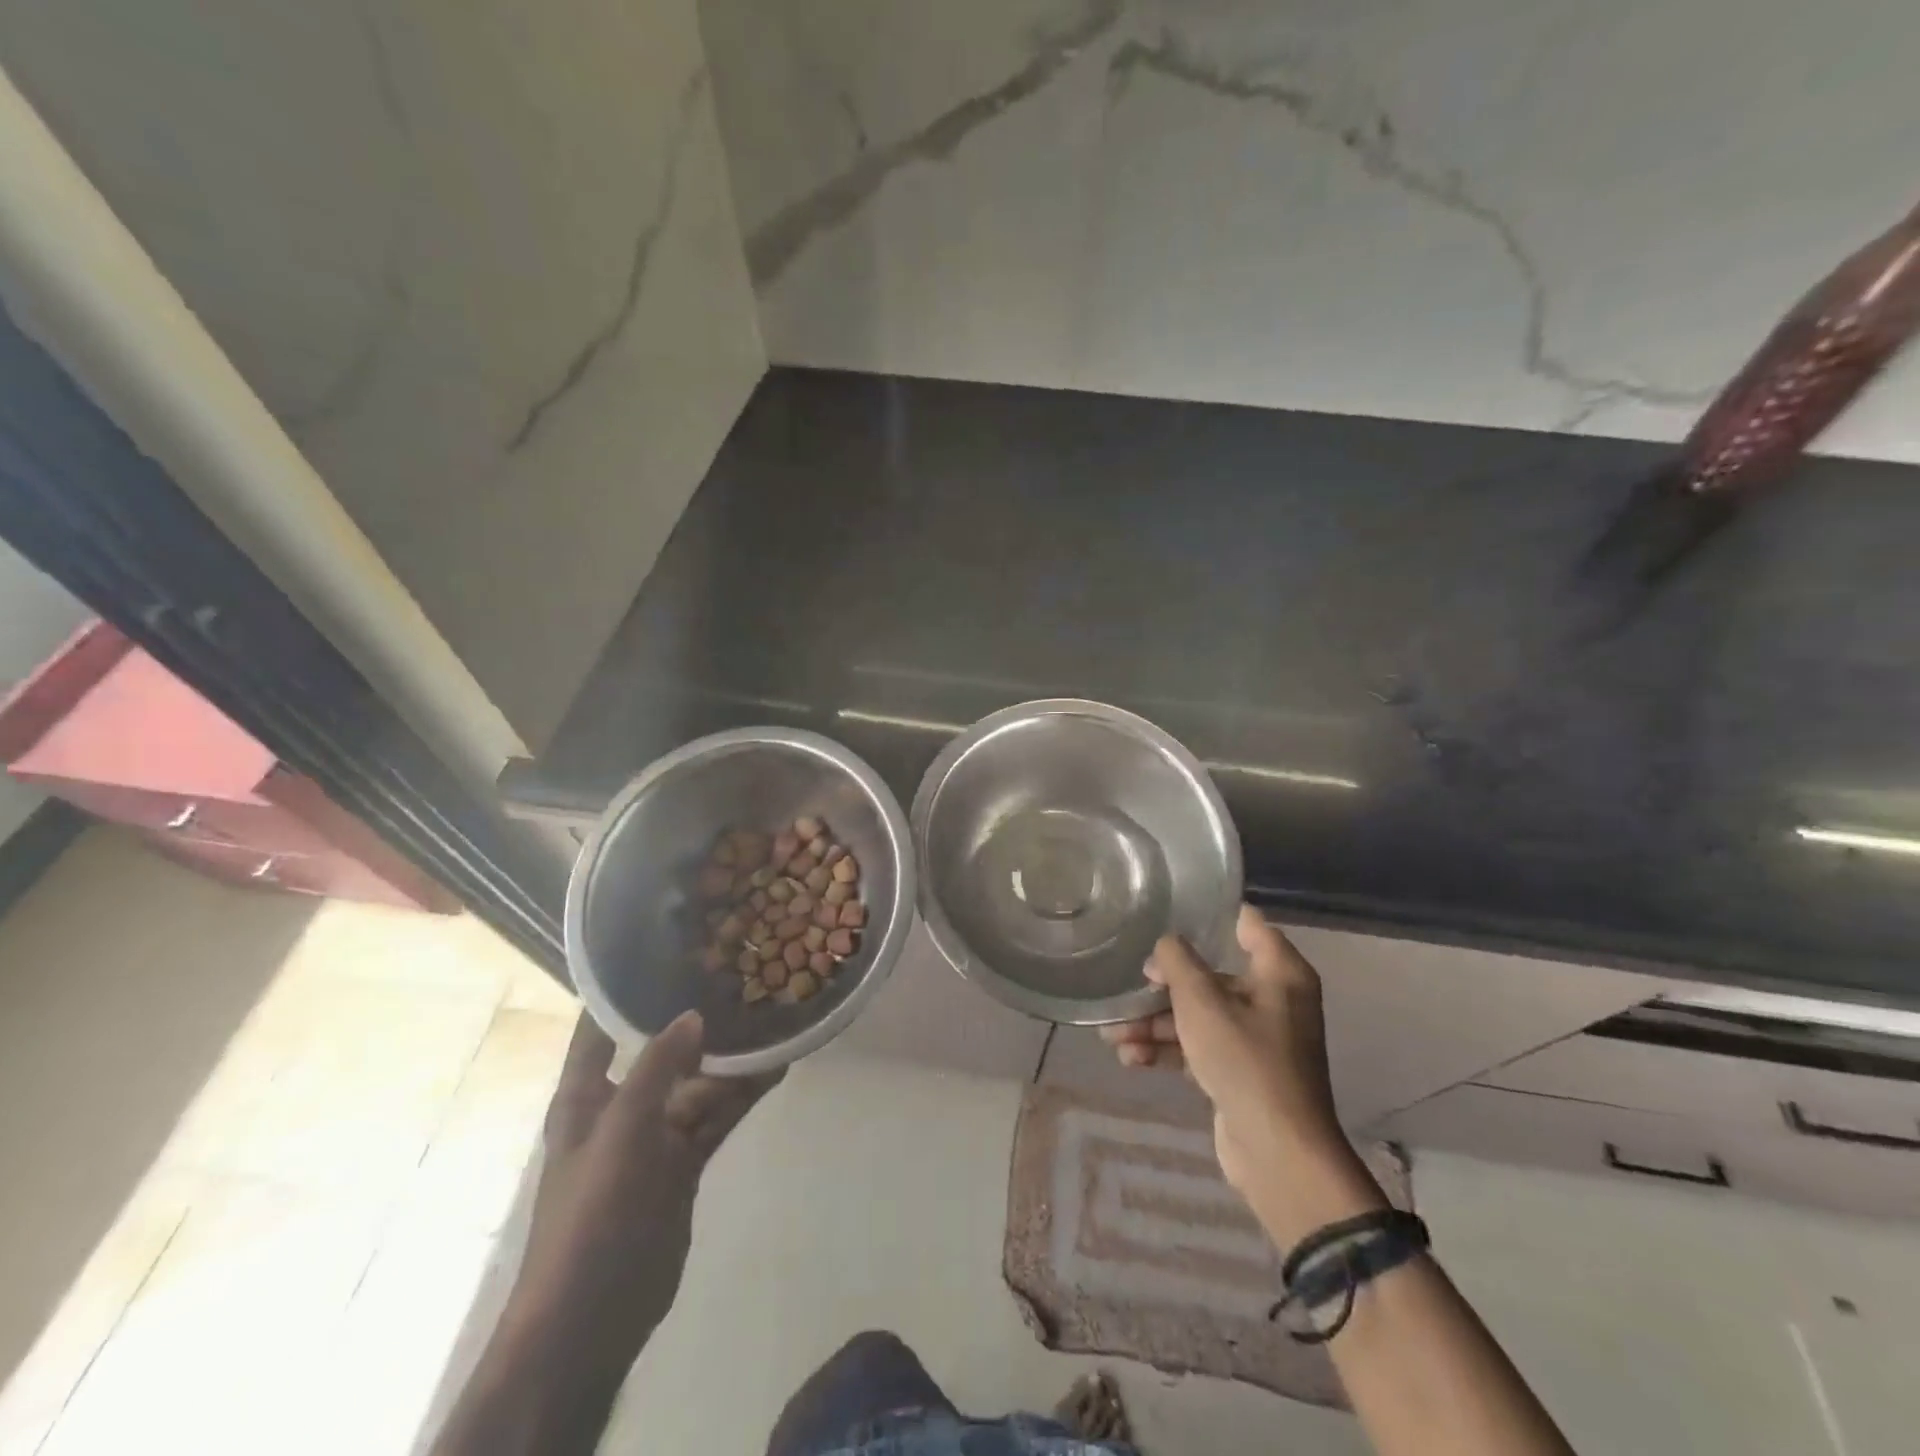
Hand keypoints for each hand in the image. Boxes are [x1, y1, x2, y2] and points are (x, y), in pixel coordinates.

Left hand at [500, 1011, 780, 1383]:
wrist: (593, 1316)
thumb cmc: (590, 1214)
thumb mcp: (619, 1131)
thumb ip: (657, 1069)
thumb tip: (695, 1014)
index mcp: (585, 1095)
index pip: (598, 1027)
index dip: (623, 990)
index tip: (663, 947)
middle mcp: (620, 1106)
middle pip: (661, 1051)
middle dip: (694, 1019)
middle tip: (738, 975)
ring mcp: (655, 1136)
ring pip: (698, 1083)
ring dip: (730, 1058)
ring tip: (770, 1015)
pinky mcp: (684, 1163)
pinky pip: (717, 1117)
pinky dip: (743, 1094)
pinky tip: (777, 1067)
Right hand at [1101, 906, 1385, 1245]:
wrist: (1278, 1153)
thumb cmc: (1245, 1060)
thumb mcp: (1202, 1002)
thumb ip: (1177, 963)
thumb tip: (1164, 947)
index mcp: (1280, 974)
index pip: (1248, 925)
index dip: (1213, 914)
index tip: (1172, 908)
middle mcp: (1273, 1000)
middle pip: (1212, 976)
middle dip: (1165, 985)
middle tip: (1128, 987)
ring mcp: (1257, 1040)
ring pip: (1199, 1016)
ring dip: (1156, 1024)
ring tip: (1112, 1034)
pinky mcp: (1240, 1073)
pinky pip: (1198, 1049)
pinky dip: (1168, 1051)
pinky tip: (1129, 1058)